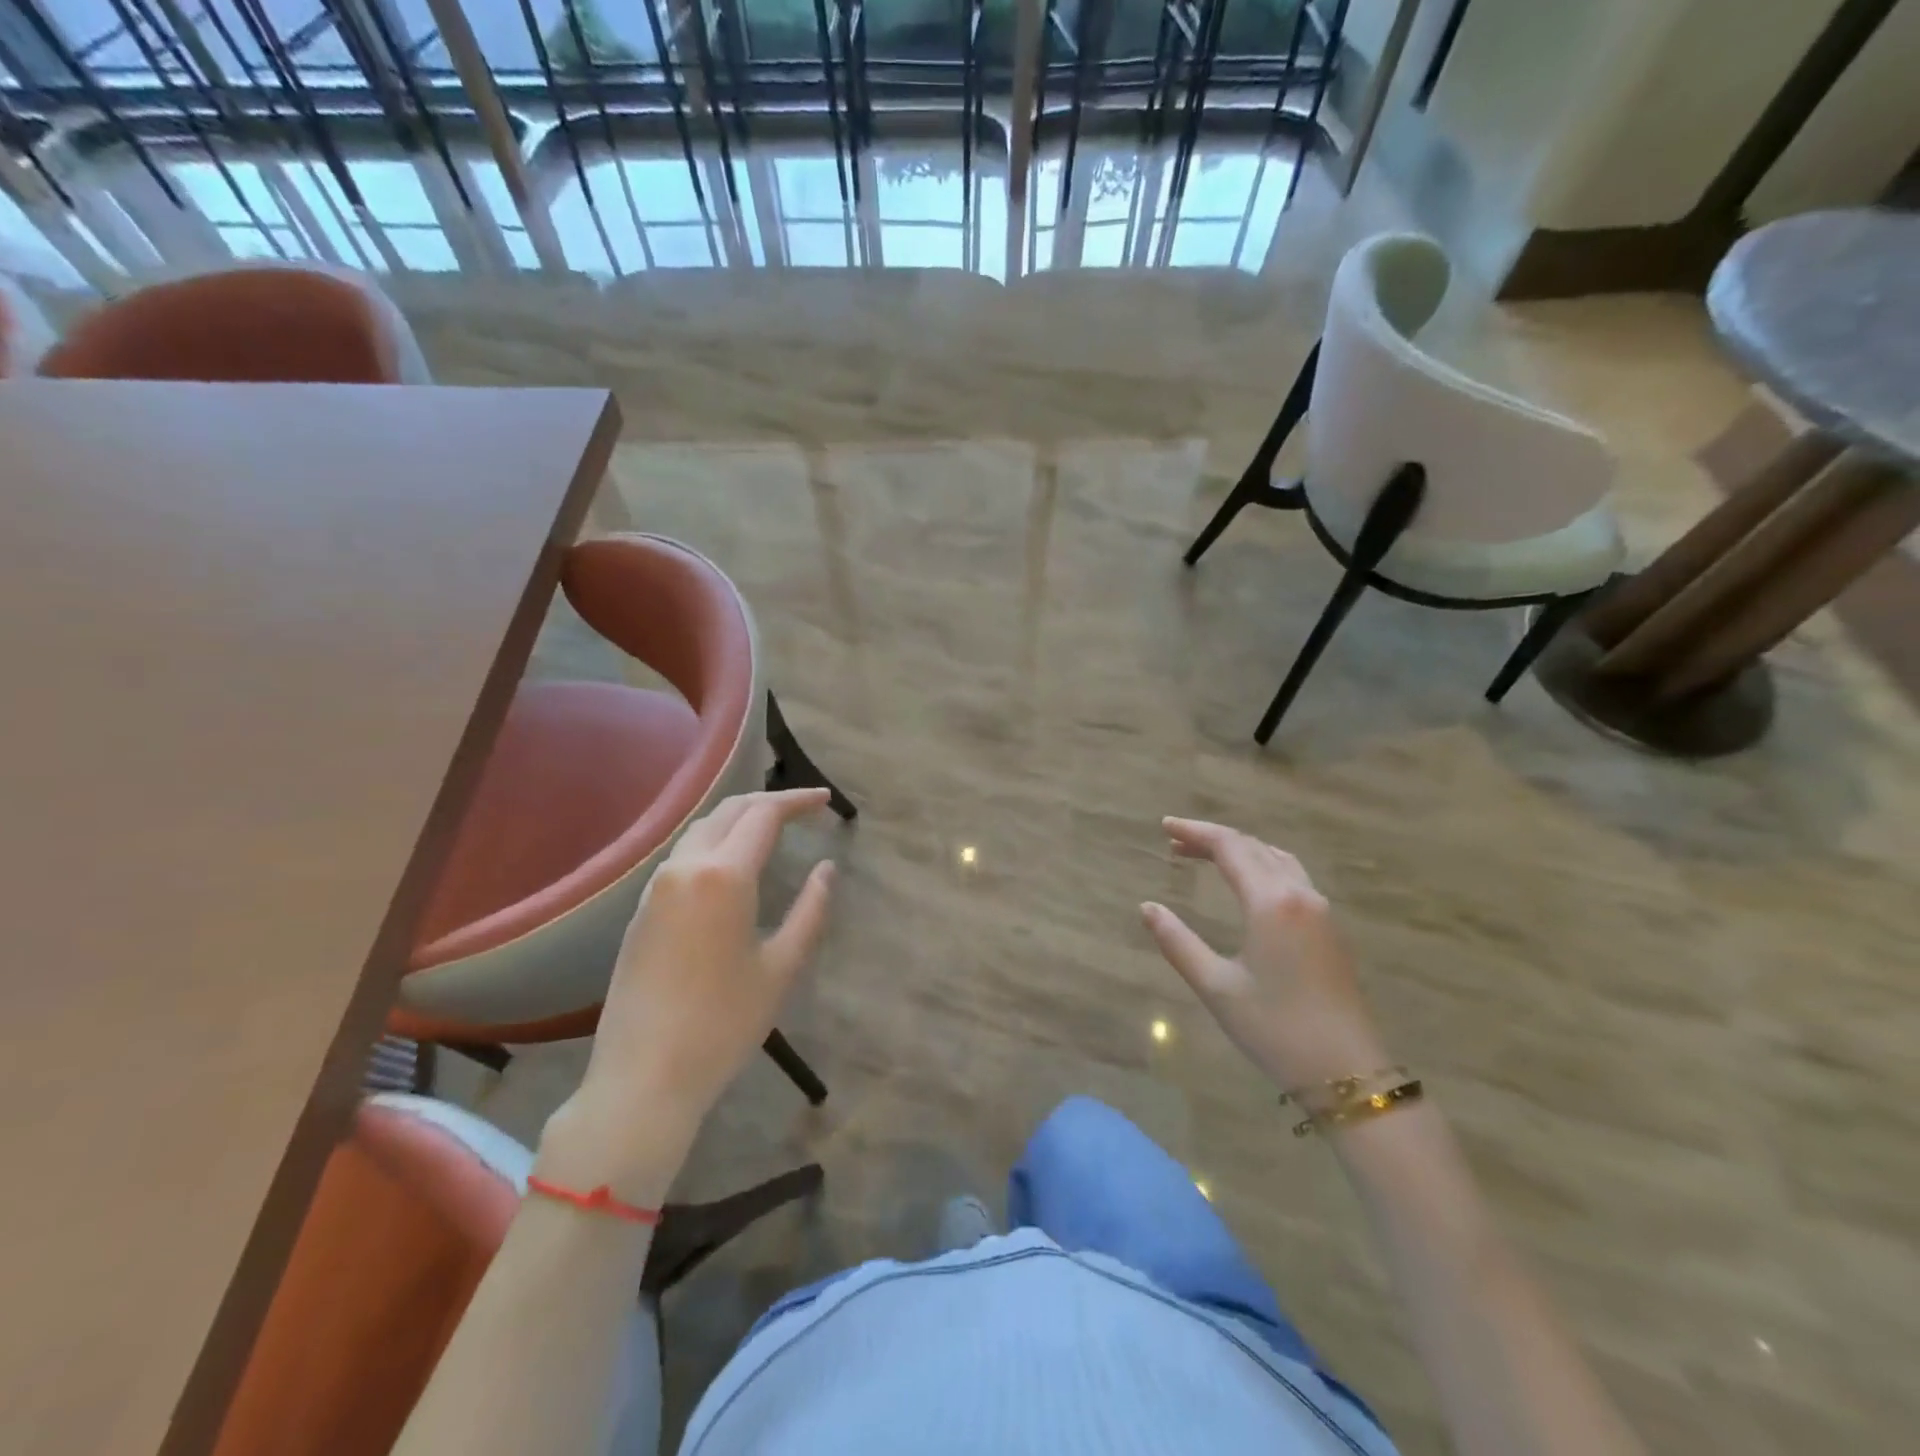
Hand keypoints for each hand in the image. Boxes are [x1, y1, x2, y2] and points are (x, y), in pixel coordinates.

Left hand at [540, 789, 835, 1195]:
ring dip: (738, 819)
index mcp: (724, 876)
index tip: (825, 799)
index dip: (797, 800)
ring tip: (771, 828)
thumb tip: (827, 869)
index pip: (764, 814)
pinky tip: (731, 863)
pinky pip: (683, 856)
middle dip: (768, 801)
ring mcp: (656, 888)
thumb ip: (810, 910)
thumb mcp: (781, 968)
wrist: (642, 1078)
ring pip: (701, 830)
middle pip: (729, 811)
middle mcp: (685, 868)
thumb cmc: (723, 1024)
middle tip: (803, 808)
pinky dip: (715, 842)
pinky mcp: (641, 910)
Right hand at [1142, 817, 1388, 1091]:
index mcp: (1270, 902)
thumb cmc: (1275, 1028)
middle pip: (1253, 847)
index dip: (1195, 832)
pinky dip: (1262, 865)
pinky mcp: (1331, 929)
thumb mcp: (1216, 986)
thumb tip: (1148, 907)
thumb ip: (1178, 942)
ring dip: (1241, 850)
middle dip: (1213, 839)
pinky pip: (1292, 876)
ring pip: (1277, 859)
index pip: (1229, 847)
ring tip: (1207, 856)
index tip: (1164, 826)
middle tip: (1176, 842)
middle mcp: (1300, 894)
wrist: (1348, 1073)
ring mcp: (1321, 910)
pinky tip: (1247, 883)